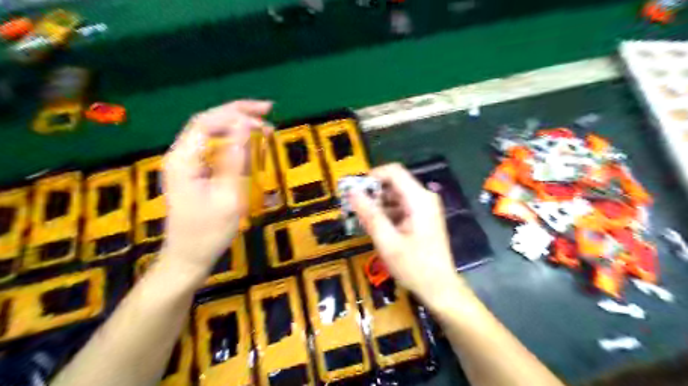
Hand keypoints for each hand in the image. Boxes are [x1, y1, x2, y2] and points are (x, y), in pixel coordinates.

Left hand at [160, 100, 271, 276]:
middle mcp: (180, 156)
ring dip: (236, 125)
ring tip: (264, 127)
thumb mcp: (228, 197)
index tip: (264, 118)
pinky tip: (248, 142)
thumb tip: (246, 126)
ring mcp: (185, 164)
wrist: (187, 258)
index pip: (207, 122)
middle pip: (207, 122)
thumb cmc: (208, 233)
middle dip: (237, 112)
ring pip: (210, 133)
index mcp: (183, 160)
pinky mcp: (193, 172)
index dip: (236, 114)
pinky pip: (213, 147)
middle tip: (268, 111)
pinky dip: (233, 141)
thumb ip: (236, 159)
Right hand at [354, 164, 466, 305]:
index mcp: (419, 199)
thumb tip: (352, 192)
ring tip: (362, 220)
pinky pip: (401, 206)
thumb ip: (370, 214)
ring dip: (378, 204)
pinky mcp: (423, 217)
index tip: (354, 190)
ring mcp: (425, 207)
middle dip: (372, 192)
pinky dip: (387, 213)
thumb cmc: (414, 267)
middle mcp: (424, 198)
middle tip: (354, 209)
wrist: (440, 288)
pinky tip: (376, 227)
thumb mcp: (387, 242)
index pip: (393, 171)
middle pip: (394, 183)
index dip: (371, 176)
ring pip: (396, 195)